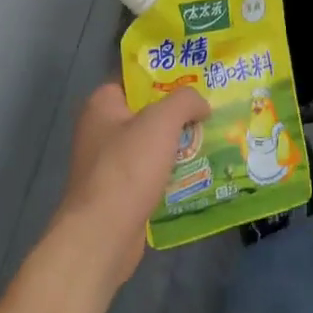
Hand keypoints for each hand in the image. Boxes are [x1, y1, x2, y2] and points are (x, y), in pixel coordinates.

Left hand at [45, 82, 209, 300]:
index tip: (196, 85)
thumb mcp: (161, 121)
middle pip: (146, 114)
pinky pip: (150, 173)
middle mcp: (100, 131)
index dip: (165, 80)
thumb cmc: (128, 168)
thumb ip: (185, 101)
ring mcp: (107, 164)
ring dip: (177, 146)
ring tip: (212, 143)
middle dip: (177, 116)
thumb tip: (202, 104)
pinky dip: (170, 173)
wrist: (103, 233)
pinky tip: (197, 175)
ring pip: (151, 146)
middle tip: (210, 115)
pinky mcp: (118, 192)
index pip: (135, 81)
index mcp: (101, 105)